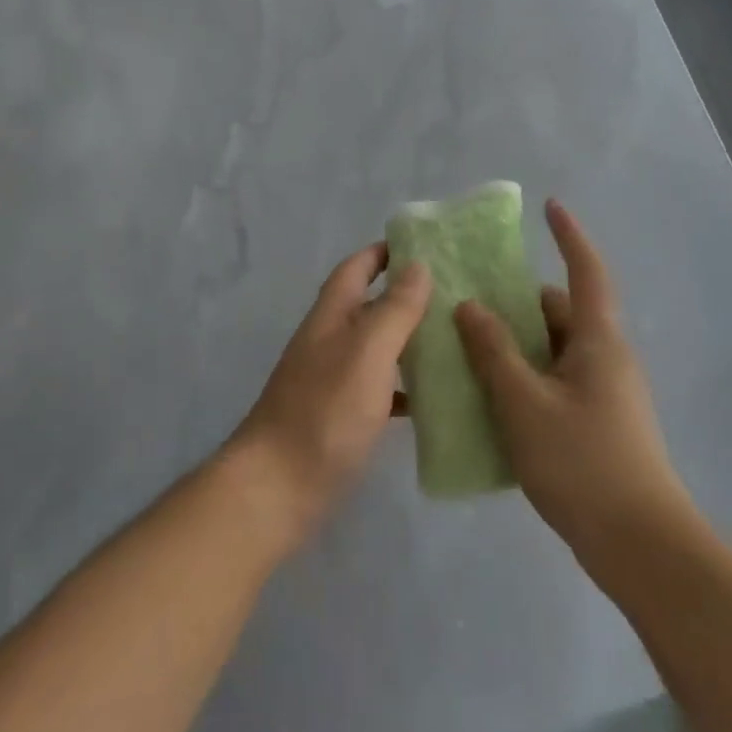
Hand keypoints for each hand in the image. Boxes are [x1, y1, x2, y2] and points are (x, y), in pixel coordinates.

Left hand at [224, 244, 431, 552]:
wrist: (277, 487)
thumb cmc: (324, 411)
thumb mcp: (367, 352)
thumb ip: (394, 309)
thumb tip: (418, 265)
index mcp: (332, 316)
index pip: (356, 268)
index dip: (383, 252)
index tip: (422, 244)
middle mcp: (329, 341)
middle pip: (368, 305)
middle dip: (405, 295)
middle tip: (453, 293)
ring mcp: (331, 380)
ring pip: (375, 347)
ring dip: (407, 339)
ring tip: (452, 340)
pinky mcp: (339, 417)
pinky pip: (377, 388)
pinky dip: (402, 387)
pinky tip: (430, 399)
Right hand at [454, 199, 695, 594]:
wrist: (641, 547)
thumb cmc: (582, 462)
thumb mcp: (524, 401)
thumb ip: (494, 351)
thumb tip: (469, 307)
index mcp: (597, 340)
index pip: (586, 271)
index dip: (569, 235)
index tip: (550, 206)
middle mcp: (606, 358)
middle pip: (560, 312)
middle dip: (518, 301)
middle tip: (470, 299)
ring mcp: (604, 393)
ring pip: (554, 350)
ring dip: (516, 344)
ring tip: (468, 347)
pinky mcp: (597, 424)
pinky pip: (555, 381)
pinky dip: (525, 376)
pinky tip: (491, 396)